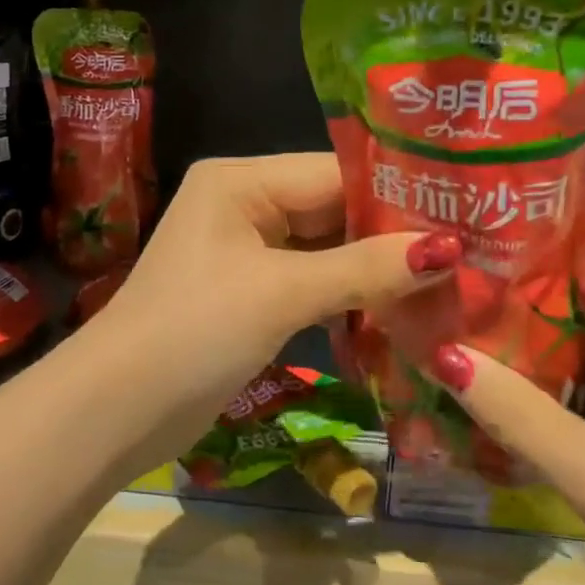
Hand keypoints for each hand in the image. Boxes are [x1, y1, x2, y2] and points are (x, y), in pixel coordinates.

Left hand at [91, 154, 460, 432]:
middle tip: (468, 252)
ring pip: (327, 249)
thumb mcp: (282, 293)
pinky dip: (348, 297)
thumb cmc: (194, 332)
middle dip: (392, 236)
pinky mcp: (251, 293)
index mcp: (242, 181)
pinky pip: (312, 281)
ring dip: (375, 271)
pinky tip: (400, 312)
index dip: (397, 195)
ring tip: (449, 282)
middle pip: (334, 210)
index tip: (464, 213)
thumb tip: (449, 250)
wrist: (115, 411)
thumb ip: (365, 269)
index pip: (335, 173)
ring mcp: (247, 251)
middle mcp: (245, 204)